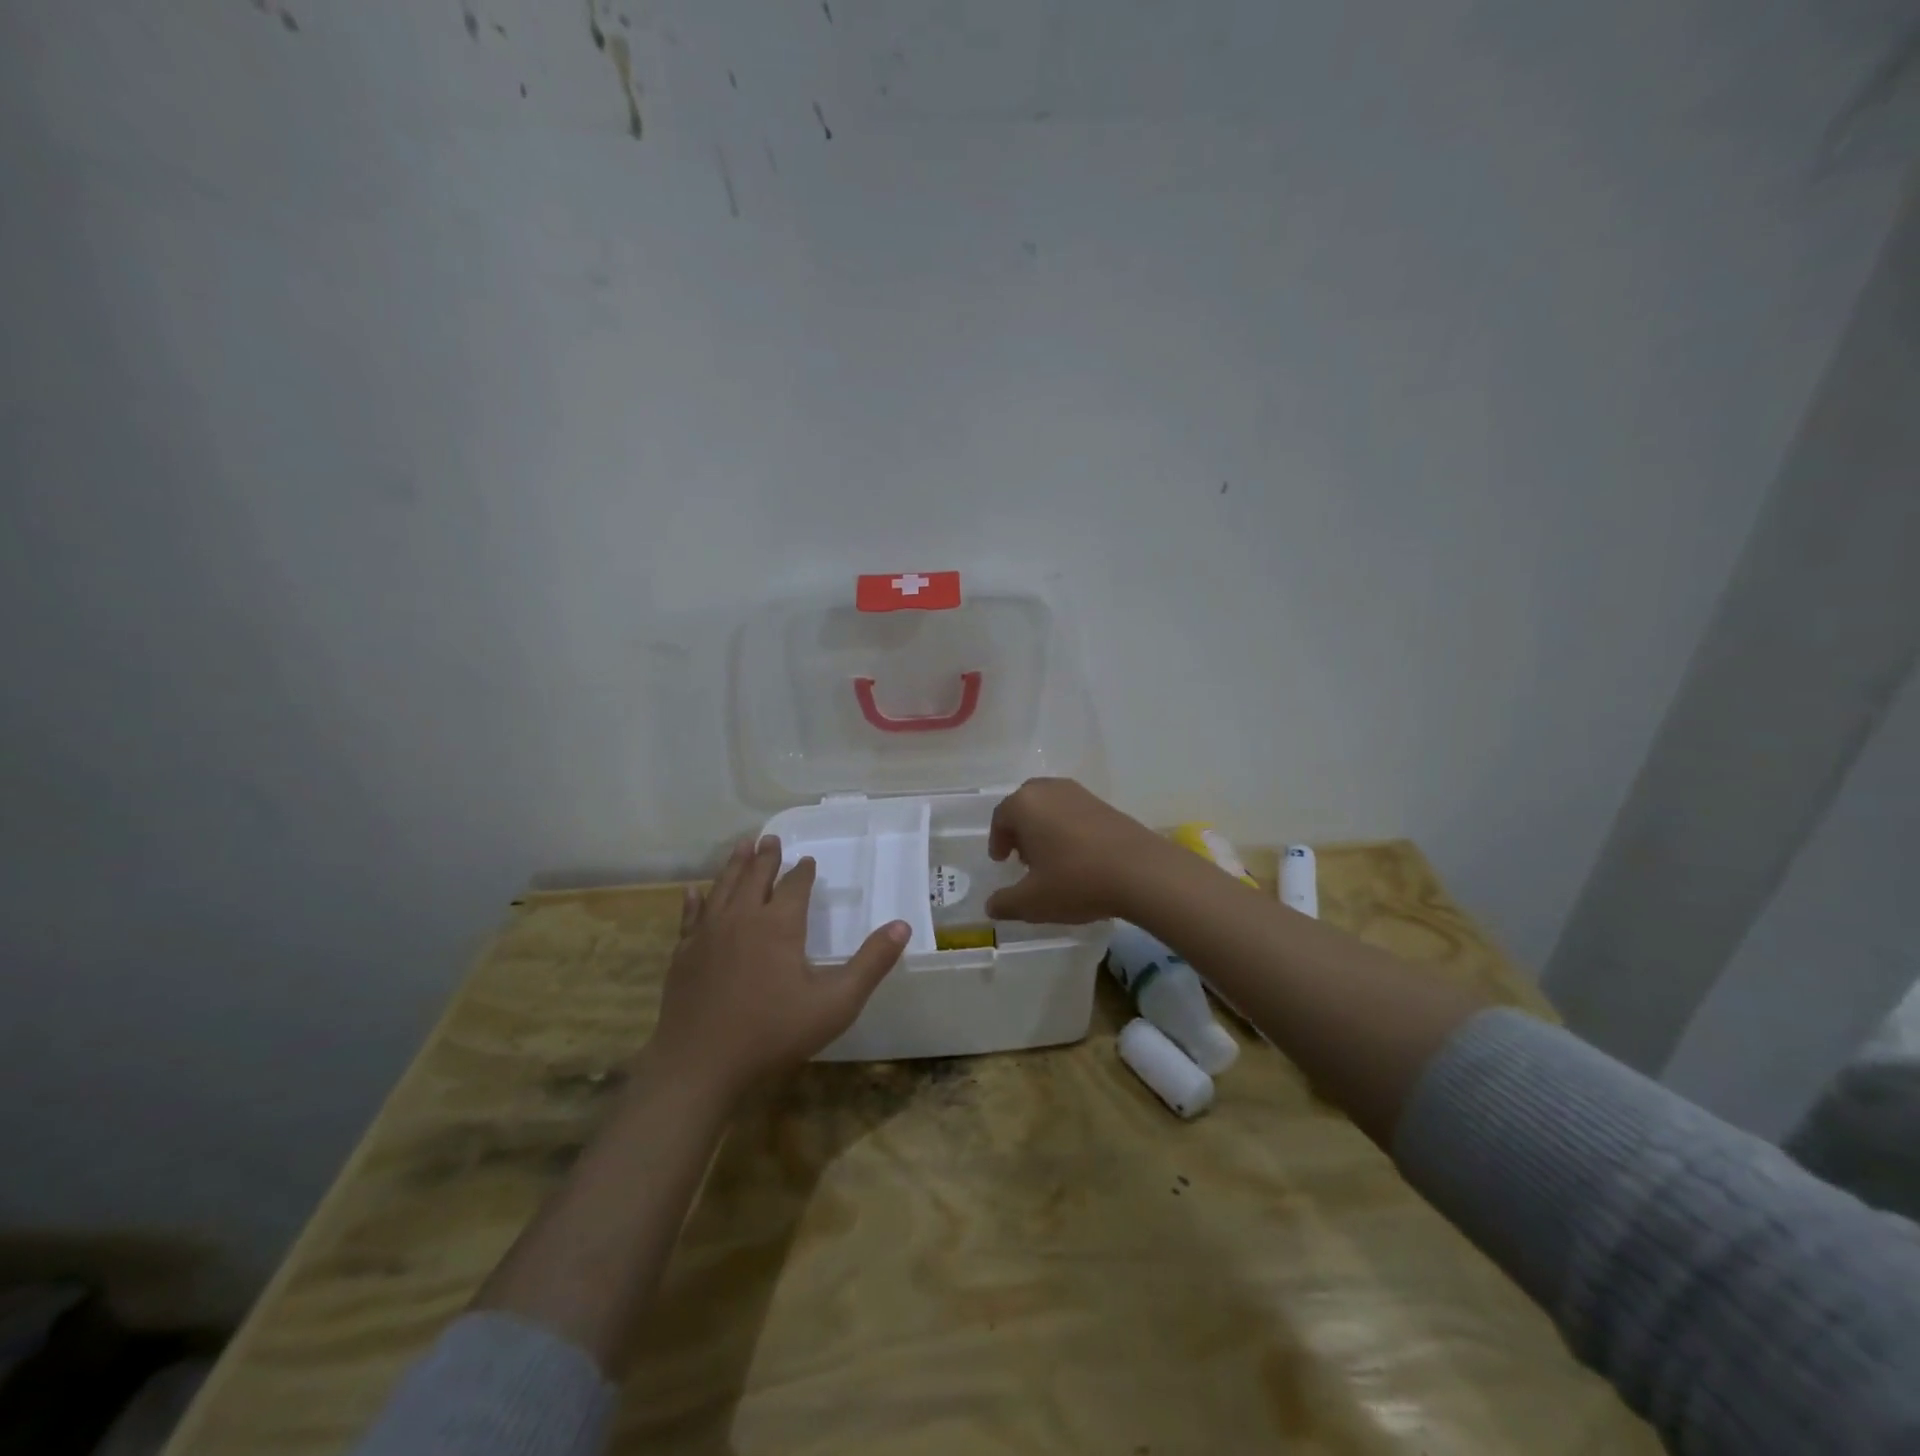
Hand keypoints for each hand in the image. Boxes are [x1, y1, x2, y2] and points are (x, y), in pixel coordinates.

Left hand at [650, 837, 909, 1104]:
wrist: (700, 1065)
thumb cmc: (774, 1033)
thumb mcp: (836, 1002)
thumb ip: (871, 963)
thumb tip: (902, 926)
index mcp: (780, 924)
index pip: (794, 885)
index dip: (803, 871)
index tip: (808, 860)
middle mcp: (743, 918)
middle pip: (755, 877)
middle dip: (766, 857)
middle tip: (770, 838)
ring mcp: (708, 934)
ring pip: (722, 887)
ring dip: (734, 865)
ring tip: (742, 846)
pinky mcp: (684, 954)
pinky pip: (690, 917)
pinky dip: (694, 900)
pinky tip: (692, 892)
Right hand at [984, 778, 1175, 923]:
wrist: (1142, 872)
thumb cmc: (1076, 881)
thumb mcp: (1032, 901)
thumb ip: (1005, 903)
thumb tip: (991, 906)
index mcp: (1025, 805)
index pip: (1001, 818)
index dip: (997, 841)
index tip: (1001, 861)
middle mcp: (1050, 790)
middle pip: (1026, 804)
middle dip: (1020, 828)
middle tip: (1023, 856)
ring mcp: (1081, 794)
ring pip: (1051, 806)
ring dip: (1045, 827)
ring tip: (1051, 858)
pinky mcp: (1106, 804)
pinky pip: (1075, 812)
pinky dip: (1068, 828)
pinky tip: (1078, 856)